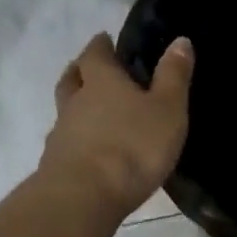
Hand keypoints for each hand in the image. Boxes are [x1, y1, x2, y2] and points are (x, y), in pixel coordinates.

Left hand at [39, 33, 193, 219]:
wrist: (84, 197)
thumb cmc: (133, 146)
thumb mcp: (167, 109)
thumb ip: (173, 75)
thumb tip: (180, 39)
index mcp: (102, 81)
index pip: (95, 54)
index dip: (101, 45)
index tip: (105, 39)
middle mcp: (75, 101)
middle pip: (72, 78)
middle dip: (81, 70)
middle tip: (90, 69)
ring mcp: (61, 133)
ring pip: (65, 110)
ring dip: (76, 106)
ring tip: (92, 112)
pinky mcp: (56, 164)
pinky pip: (66, 141)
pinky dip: (76, 138)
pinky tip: (89, 149)